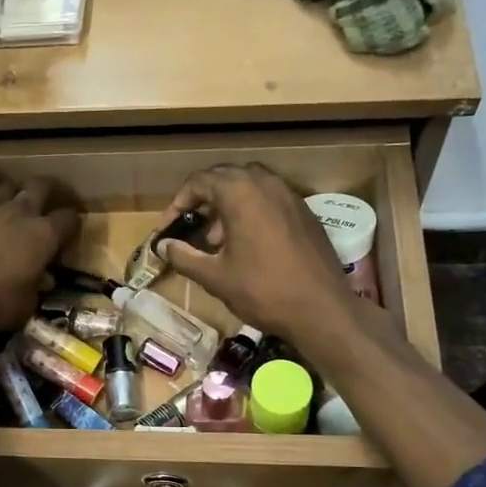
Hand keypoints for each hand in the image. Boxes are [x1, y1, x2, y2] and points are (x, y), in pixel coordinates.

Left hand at [0, 166, 78, 332]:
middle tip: (44, 202)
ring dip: (10, 190)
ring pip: (6, 183)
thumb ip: (37, 287)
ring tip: (7, 200)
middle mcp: (20, 212)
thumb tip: (44, 279)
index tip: (68, 229)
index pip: (68, 218)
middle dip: (47, 191)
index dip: (70, 222)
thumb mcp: (26, 305)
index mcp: (43, 236)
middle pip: (41, 186)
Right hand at [153, 164, 358, 349]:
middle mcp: (266, 183)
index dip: (178, 204)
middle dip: (203, 201)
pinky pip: (270, 200)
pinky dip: (251, 212)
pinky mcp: (305, 212)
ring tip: (218, 241)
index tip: (169, 229)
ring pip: (249, 187)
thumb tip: (163, 246)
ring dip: (228, 206)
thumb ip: (184, 256)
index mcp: (240, 192)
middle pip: (225, 178)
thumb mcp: (215, 277)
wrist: (322, 308)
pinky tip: (247, 245)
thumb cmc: (263, 290)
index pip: (199, 182)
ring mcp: (289, 195)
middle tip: (191, 229)